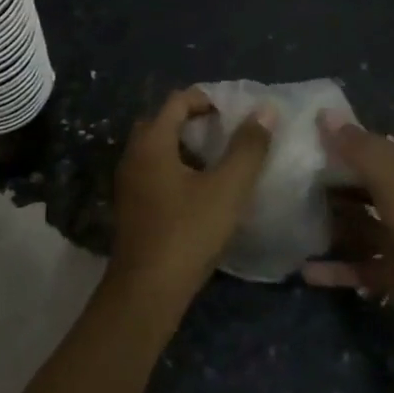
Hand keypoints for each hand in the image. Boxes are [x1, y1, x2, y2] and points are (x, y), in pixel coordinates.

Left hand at [110, 89, 274, 298]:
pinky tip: (202, 191)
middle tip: (227, 133)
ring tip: (220, 160)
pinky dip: (177, 169)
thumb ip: (248, 148)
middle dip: (196, 122)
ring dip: (186, 147)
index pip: (177, 100)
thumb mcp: (227, 188)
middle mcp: (134, 155)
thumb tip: (265, 110)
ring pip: (158, 149)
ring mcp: (129, 182)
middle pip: (164, 122)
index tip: (235, 112)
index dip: (207, 99)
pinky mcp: (131, 207)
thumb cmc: (187, 233)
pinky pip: (154, 171)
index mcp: (152, 142)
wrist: (146, 293)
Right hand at [304, 112, 393, 342]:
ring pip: (357, 225)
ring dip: (328, 224)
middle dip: (326, 181)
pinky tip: (304, 271)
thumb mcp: (393, 182)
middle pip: (358, 184)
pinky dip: (336, 269)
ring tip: (287, 222)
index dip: (333, 139)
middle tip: (281, 179)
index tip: (295, 137)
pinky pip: (360, 267)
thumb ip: (358, 149)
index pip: (365, 145)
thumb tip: (325, 113)